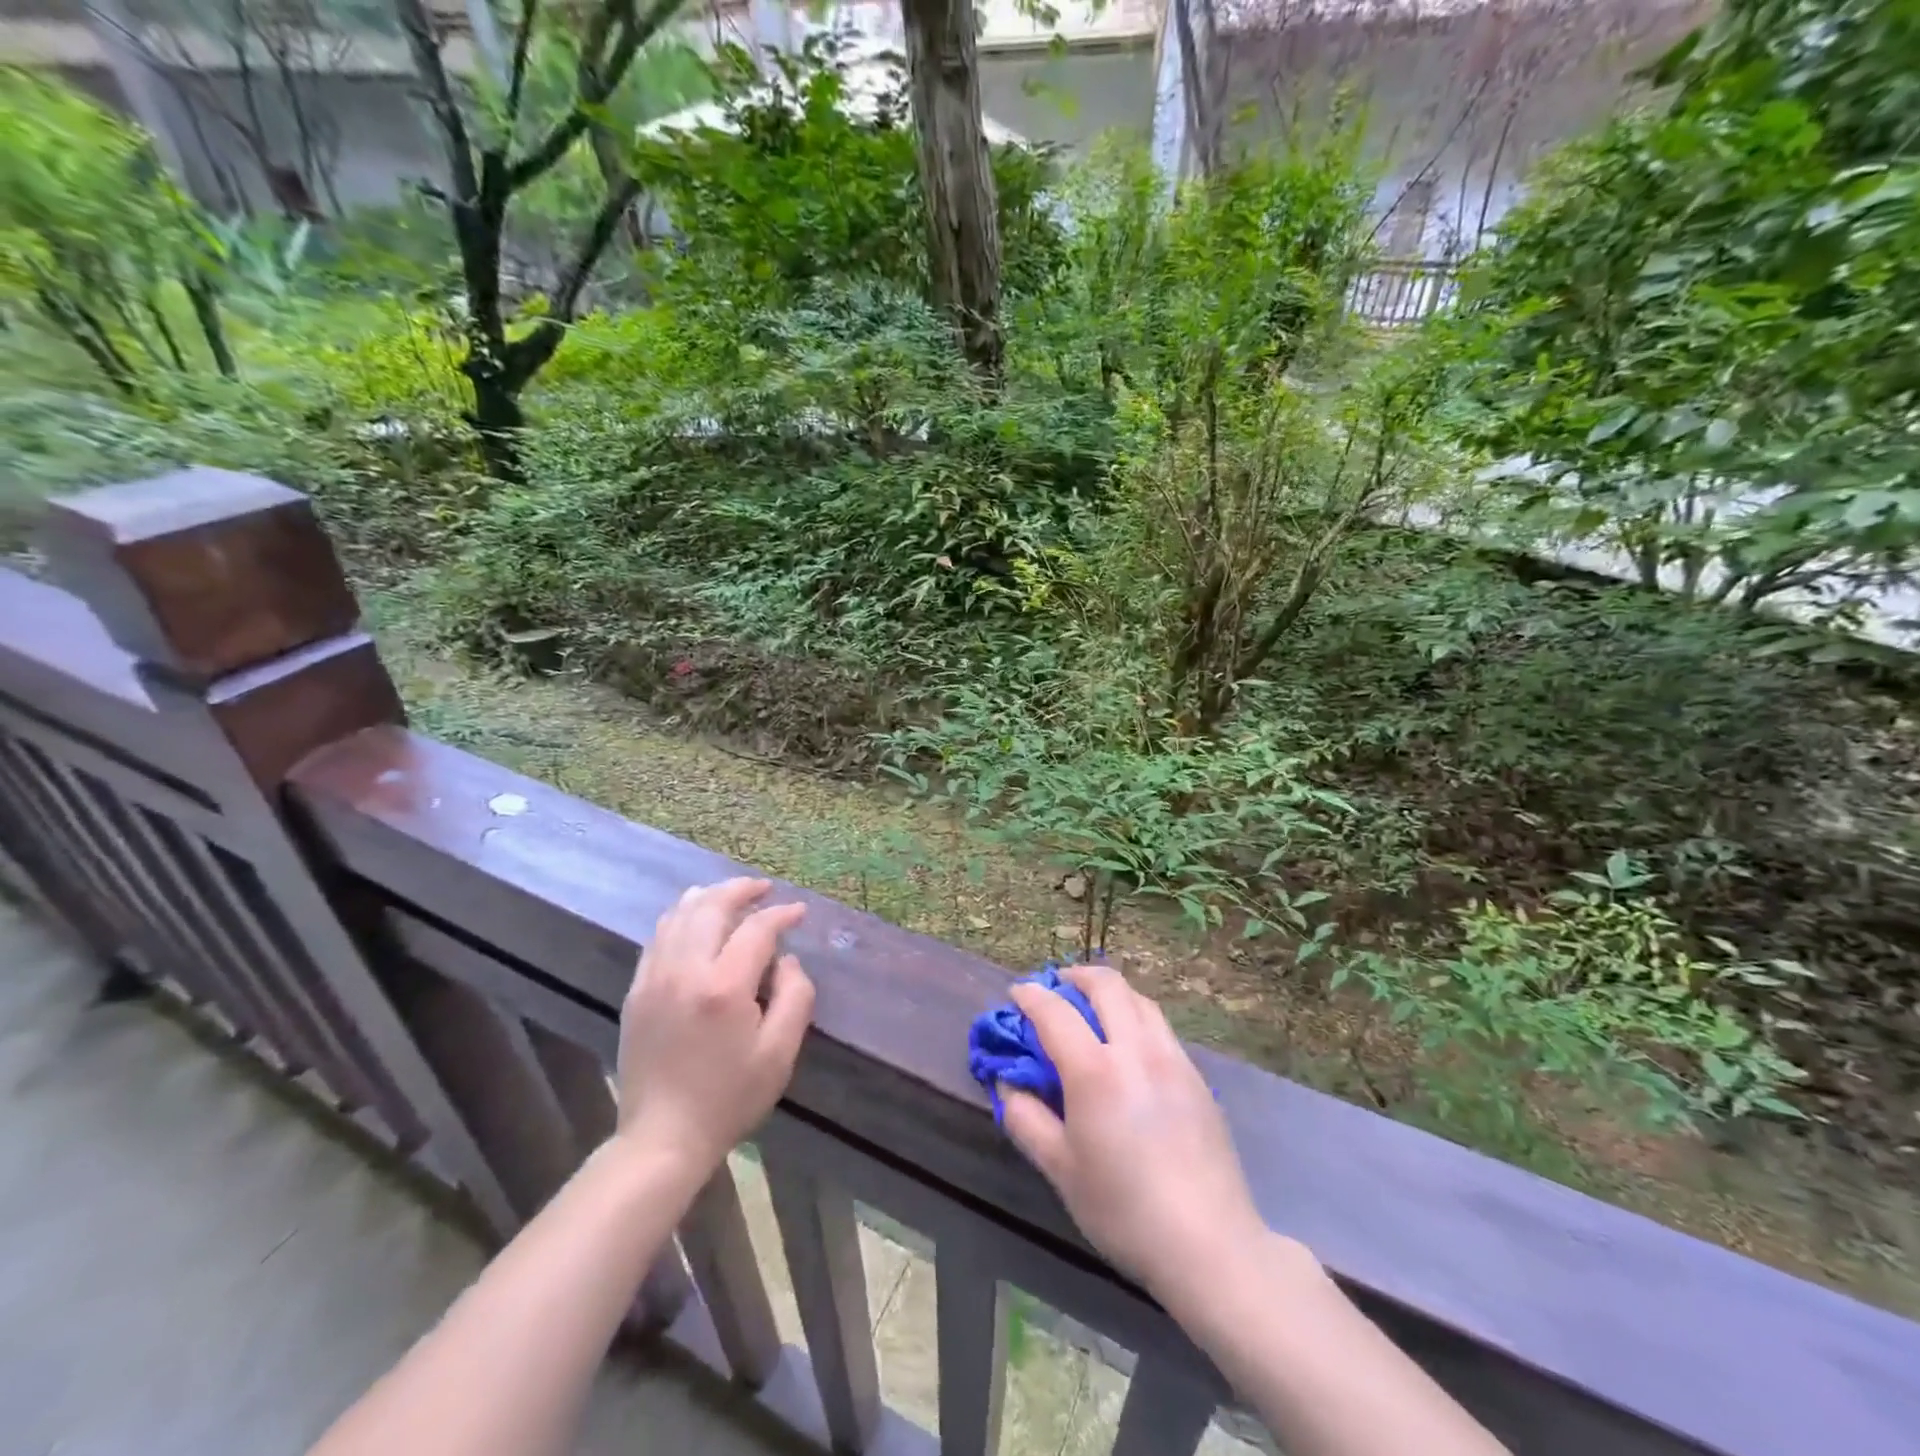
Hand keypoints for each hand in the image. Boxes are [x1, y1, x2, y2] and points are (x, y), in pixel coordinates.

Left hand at [615, 878, 815, 1173]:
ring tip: (730, 894)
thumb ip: (794, 996)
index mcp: (724, 987)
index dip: (781, 915)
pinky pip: (658, 937)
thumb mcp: (779, 1053)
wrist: (662, 1138)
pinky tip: (693, 919)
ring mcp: (654, 979)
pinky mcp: (637, 991)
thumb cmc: (730, 1098)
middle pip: (712, 907)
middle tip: (764, 888)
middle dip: (741, 890)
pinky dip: (680, 917)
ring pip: (680, 915)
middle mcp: (685, 971)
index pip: (757, 930)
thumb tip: (787, 960)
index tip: (799, 912)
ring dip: (708, 897)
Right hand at [1001, 964, 1268, 1304]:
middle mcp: (1135, 1049)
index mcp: (1095, 1070)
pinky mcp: (1196, 1076)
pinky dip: (1135, 1015)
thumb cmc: (1123, 1209)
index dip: (1030, 996)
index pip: (1054, 1011)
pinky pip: (1160, 1026)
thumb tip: (1008, 1085)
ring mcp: (1172, 1058)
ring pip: (1139, 999)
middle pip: (1106, 985)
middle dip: (1075, 976)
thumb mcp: (1060, 1170)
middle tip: (1056, 987)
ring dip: (1110, 991)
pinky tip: (1129, 1044)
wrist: (1209, 1243)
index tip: (1016, 994)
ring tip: (1092, 1007)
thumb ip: (1026, 1119)